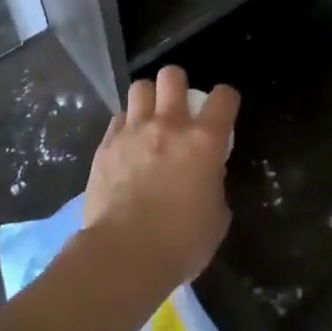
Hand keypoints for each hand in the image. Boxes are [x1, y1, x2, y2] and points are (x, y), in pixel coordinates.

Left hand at [82, 66, 238, 287]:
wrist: (124, 254)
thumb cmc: (181, 242)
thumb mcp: (216, 217)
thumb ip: (214, 186)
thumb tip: (207, 175)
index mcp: (204, 142)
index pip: (223, 98)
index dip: (226, 99)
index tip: (224, 108)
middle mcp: (168, 126)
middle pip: (172, 76)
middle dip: (178, 84)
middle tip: (179, 104)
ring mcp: (133, 132)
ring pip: (140, 88)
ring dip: (148, 99)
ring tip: (149, 117)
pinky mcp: (106, 145)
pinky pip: (118, 119)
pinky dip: (126, 125)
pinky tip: (127, 143)